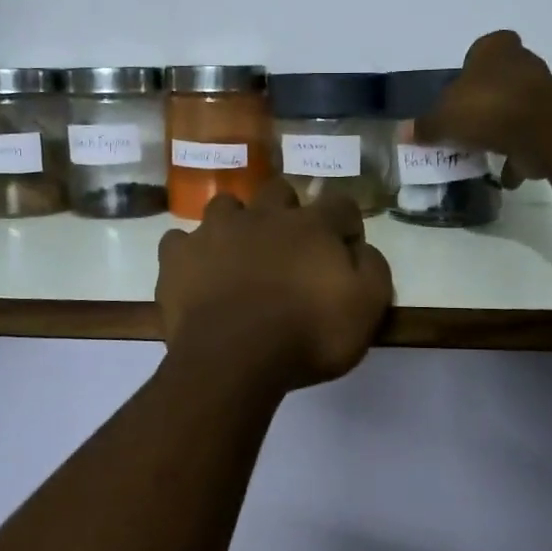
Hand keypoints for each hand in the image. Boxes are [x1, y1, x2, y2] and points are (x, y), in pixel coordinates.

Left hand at [157, 182, 392, 392]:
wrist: (233, 359)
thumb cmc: (307, 335)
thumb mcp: (366, 309)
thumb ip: (373, 269)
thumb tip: (362, 249)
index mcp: (311, 225)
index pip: (340, 204)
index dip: (346, 224)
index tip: (346, 248)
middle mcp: (263, 215)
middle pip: (279, 191)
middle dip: (287, 210)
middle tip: (289, 246)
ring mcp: (215, 231)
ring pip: (226, 206)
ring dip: (236, 223)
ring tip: (238, 253)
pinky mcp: (178, 256)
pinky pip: (180, 241)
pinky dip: (189, 253)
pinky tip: (196, 272)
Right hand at [415, 31, 551, 186]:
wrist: (541, 130)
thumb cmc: (486, 108)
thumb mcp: (443, 119)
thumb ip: (425, 126)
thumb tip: (404, 132)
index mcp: (494, 50)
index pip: (483, 48)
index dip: (472, 67)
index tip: (461, 90)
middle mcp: (523, 63)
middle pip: (502, 79)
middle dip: (488, 98)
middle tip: (468, 122)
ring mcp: (545, 91)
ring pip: (519, 108)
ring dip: (505, 127)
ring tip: (485, 152)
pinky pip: (533, 137)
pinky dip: (521, 154)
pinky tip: (506, 174)